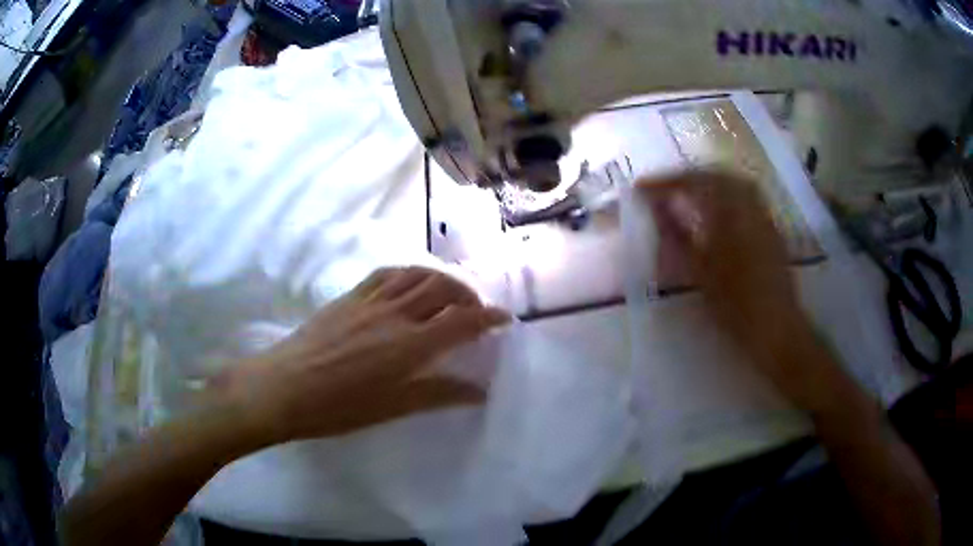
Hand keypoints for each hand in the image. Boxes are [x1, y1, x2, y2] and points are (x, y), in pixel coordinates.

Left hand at [212, 267, 510, 444]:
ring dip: (440, 279)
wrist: (283, 387)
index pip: (461, 321)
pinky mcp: (349, 296)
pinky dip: (408, 274)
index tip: (504, 320)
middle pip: (442, 288)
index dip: (488, 317)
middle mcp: (394, 314)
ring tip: (448, 295)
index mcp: (409, 345)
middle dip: (467, 295)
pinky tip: (409, 286)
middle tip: (475, 312)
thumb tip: (477, 391)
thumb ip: (437, 394)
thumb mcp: (391, 408)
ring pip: (416, 274)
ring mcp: (370, 300)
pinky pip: (386, 273)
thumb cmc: (337, 408)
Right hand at [638, 171, 842, 411]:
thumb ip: (676, 234)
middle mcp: (748, 205)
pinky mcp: (770, 227)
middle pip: (715, 175)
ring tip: (687, 192)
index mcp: (729, 214)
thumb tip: (655, 206)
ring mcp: (763, 215)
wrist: (776, 327)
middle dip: (686, 177)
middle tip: (664, 187)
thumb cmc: (735, 305)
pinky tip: (716, 208)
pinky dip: (725, 193)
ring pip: (732, 183)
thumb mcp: (700, 272)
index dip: (664, 184)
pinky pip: (746, 196)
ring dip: (707, 182)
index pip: (691, 184)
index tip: (640, 189)